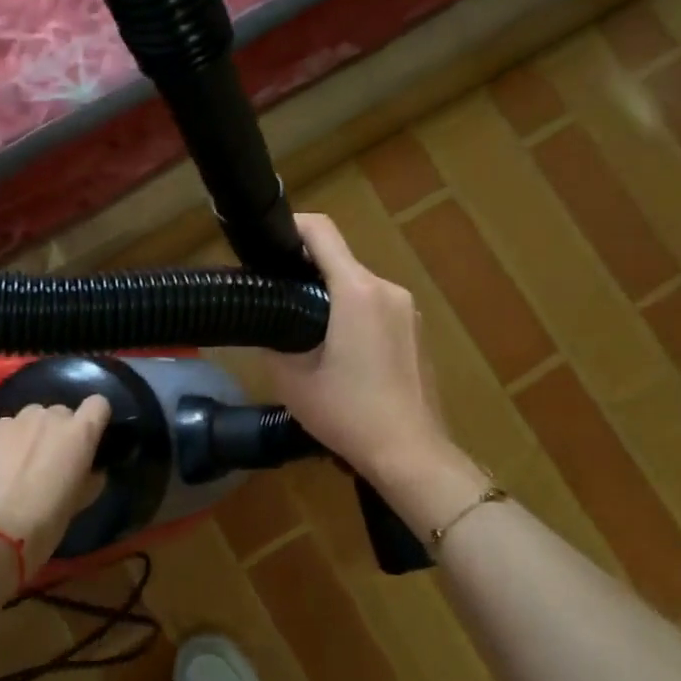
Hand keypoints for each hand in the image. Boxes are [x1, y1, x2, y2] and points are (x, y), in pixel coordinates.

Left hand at [0, 396, 110, 577]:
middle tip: (52, 460)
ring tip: (22, 462)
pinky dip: (8, 440)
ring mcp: (17, 420)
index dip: (95, 419)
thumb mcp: (78, 503)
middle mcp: (51, 417)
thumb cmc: (43, 522)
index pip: (98, 404)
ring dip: (33, 433)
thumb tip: (91, 471)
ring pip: (33, 417)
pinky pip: (8, 427)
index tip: (89, 440)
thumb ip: (89, 478)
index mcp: (80, 433)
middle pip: (62, 413)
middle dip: (60, 431)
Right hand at [263, 213, 453, 485]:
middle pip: (340, 261)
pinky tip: (340, 352)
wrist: (409, 453)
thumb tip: (262, 321)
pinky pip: (378, 307)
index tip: (266, 242)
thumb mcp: (292, 380)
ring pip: (359, 285)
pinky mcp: (417, 331)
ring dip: (331, 296)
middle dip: (306, 271)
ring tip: (304, 329)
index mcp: (357, 292)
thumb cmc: (348, 414)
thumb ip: (272, 340)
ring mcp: (408, 310)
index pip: (322, 232)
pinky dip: (354, 315)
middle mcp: (388, 289)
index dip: (290, 227)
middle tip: (275, 297)